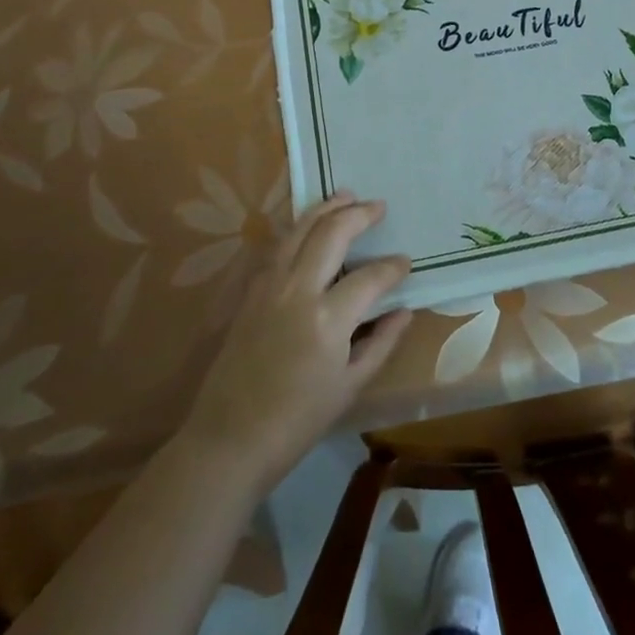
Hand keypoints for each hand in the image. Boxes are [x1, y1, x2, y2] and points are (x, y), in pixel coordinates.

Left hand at [181, 193, 412, 492]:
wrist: (230, 439)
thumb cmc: (297, 421)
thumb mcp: (350, 387)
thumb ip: (380, 343)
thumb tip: (404, 310)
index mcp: (329, 318)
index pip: (371, 277)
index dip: (392, 267)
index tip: (405, 263)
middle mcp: (299, 290)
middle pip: (332, 234)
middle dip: (359, 214)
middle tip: (378, 206)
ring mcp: (270, 286)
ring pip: (300, 230)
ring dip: (325, 209)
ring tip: (345, 195)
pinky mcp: (251, 291)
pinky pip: (278, 247)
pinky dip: (298, 229)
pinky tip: (308, 226)